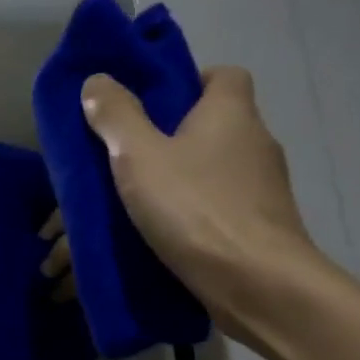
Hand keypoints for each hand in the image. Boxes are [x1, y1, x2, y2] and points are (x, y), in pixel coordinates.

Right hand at [80, 68, 319, 337]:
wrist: (257, 284)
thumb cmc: (196, 208)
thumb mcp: (139, 156)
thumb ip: (115, 116)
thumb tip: (97, 80)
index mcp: (231, 113)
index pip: (222, 75)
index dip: (187, 81)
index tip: (148, 104)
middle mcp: (255, 143)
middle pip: (211, 126)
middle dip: (168, 139)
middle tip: (124, 158)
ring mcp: (263, 189)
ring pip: (210, 173)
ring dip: (176, 182)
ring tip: (133, 203)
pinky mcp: (260, 228)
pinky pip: (217, 209)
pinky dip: (190, 216)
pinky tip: (159, 236)